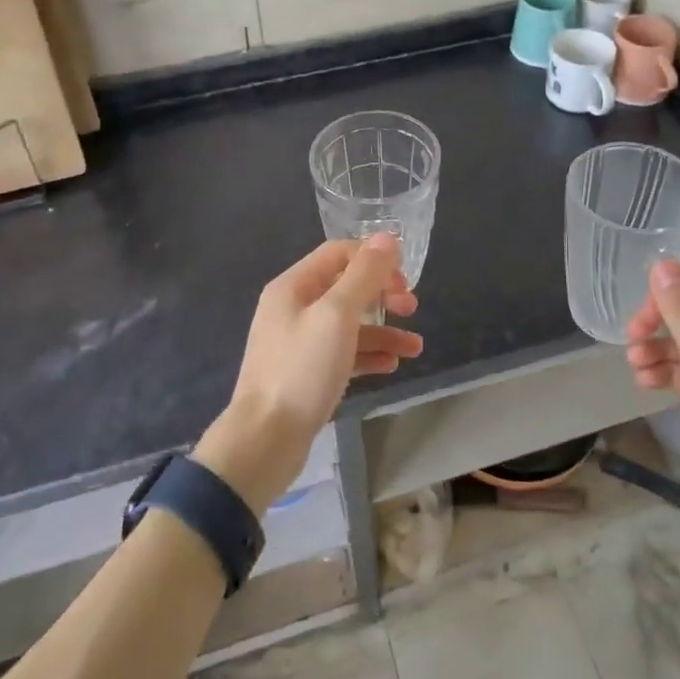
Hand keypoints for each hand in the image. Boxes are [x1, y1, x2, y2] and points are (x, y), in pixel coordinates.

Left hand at [197, 235, 420, 513]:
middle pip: (345, 287)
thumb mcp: (337, 315)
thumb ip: (364, 275)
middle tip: (412, 308)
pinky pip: (343, 353)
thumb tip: (387, 238)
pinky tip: (392, 366)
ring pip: (349, 324)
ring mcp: (298, 342)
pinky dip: (368, 355)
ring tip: (415, 348)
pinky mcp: (305, 373)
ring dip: (383, 330)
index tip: (404, 280)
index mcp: (293, 286)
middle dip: (382, 294)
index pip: (339, 253)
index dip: (374, 260)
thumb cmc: (301, 370)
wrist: (264, 440)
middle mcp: (293, 308)